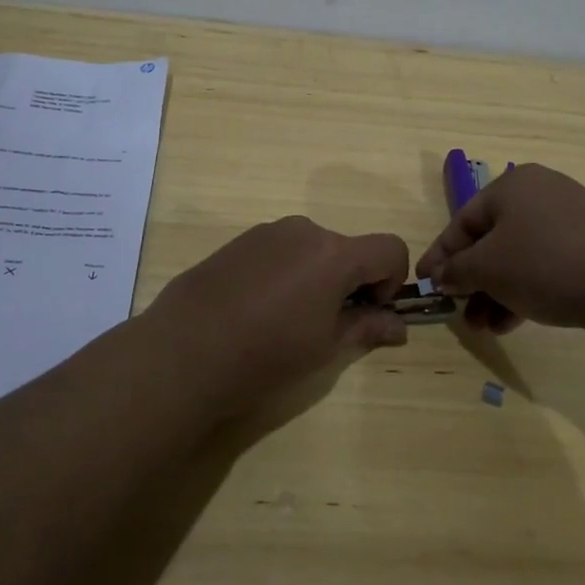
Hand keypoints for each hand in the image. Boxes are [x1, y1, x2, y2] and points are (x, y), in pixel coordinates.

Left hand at [144, 216, 411, 415]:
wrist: (185, 350)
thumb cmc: (266, 354)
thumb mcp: (325, 348)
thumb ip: (367, 328)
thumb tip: (398, 326)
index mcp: (334, 254)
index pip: (390, 248)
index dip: (391, 281)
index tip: (367, 312)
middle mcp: (304, 231)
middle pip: (348, 249)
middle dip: (350, 282)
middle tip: (325, 325)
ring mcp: (267, 232)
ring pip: (312, 249)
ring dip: (316, 277)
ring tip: (285, 320)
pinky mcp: (238, 241)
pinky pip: (279, 250)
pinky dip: (285, 272)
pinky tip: (256, 309)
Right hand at [416, 164, 584, 342]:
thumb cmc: (546, 264)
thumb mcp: (488, 268)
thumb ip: (457, 271)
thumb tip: (442, 276)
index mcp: (512, 186)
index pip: (462, 221)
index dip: (440, 255)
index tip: (424, 283)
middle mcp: (541, 195)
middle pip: (491, 240)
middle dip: (472, 281)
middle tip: (460, 313)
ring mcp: (571, 221)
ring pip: (519, 258)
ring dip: (496, 293)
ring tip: (485, 327)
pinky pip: (546, 268)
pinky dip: (525, 292)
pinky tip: (512, 323)